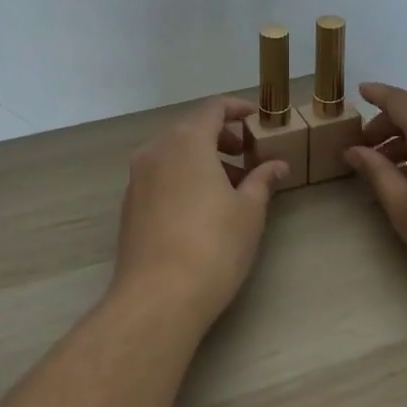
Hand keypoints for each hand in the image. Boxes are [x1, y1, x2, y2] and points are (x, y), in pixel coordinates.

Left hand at [113, 96, 289, 329]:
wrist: (157, 298)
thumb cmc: (213, 246)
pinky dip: (183, 177)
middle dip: (222, 137)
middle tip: (248, 156)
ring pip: (174, 154)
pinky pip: (161, 175)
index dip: (237, 109)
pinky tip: (202, 207)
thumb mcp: (249, 211)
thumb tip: (277, 165)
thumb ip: (262, 180)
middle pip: (191, 129)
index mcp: (186, 141)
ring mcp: (138, 178)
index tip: (256, 119)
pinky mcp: (130, 204)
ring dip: (203, 159)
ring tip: (232, 187)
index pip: (213, 108)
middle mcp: (157, 150)